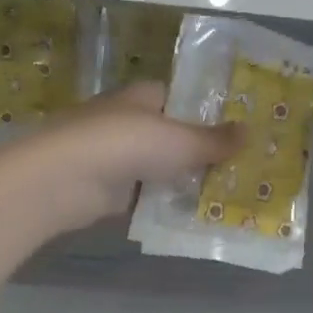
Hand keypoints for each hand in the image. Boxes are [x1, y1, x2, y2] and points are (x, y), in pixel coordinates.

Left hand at [0, 82, 242, 236]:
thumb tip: (250, 131)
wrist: (62, 179)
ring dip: (183, 180)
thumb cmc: (124, 143)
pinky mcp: (107, 188)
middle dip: (201, 151)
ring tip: (227, 195)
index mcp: (144, 96)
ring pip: (160, 166)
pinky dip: (163, 203)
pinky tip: (193, 216)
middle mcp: (129, 119)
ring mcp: (115, 155)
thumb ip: (213, 139)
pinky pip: (145, 194)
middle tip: (242, 168)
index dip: (210, 112)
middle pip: (173, 134)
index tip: (240, 131)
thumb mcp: (179, 140)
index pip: (183, 97)